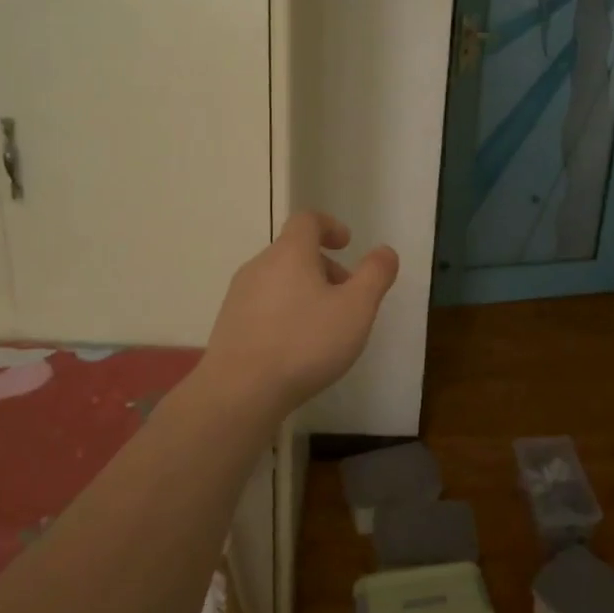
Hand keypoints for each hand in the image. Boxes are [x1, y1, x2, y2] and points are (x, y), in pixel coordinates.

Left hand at [200, 211, 398, 420]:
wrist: (239, 392)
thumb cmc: (305, 343)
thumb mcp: (356, 309)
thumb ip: (375, 275)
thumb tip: (384, 251)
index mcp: (290, 253)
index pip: (307, 220)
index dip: (330, 226)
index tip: (347, 244)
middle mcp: (259, 266)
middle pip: (294, 251)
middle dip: (324, 267)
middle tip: (347, 296)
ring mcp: (239, 296)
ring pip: (278, 280)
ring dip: (305, 291)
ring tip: (325, 326)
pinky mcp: (229, 325)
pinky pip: (263, 305)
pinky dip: (285, 312)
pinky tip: (296, 347)